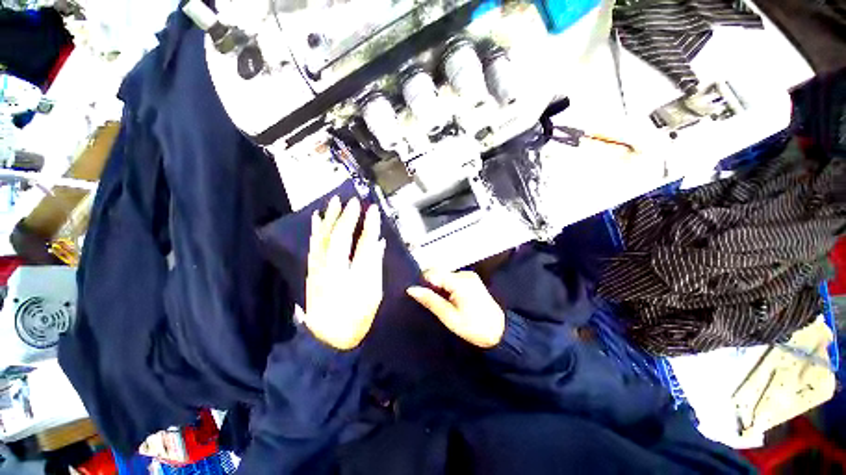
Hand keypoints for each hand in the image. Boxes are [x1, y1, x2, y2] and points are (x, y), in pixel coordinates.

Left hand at [305, 196, 385, 349]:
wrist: (328, 337)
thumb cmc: (356, 317)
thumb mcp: (372, 293)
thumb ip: (374, 265)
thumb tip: (378, 243)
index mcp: (352, 275)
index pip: (362, 243)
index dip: (369, 225)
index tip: (374, 210)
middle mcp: (332, 268)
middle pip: (339, 237)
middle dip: (347, 216)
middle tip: (353, 200)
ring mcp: (318, 268)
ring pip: (322, 238)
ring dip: (329, 218)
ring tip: (333, 201)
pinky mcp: (312, 271)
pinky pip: (313, 245)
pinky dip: (315, 230)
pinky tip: (316, 219)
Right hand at [406, 271, 504, 347]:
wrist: (500, 332)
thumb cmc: (474, 327)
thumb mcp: (449, 317)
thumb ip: (430, 300)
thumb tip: (411, 289)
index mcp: (459, 282)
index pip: (432, 272)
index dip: (424, 283)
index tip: (424, 297)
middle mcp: (465, 274)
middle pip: (439, 273)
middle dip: (433, 286)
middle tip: (435, 304)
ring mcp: (470, 276)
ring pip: (445, 276)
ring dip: (441, 288)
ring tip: (444, 304)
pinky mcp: (472, 279)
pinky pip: (453, 279)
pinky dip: (448, 287)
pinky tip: (452, 301)